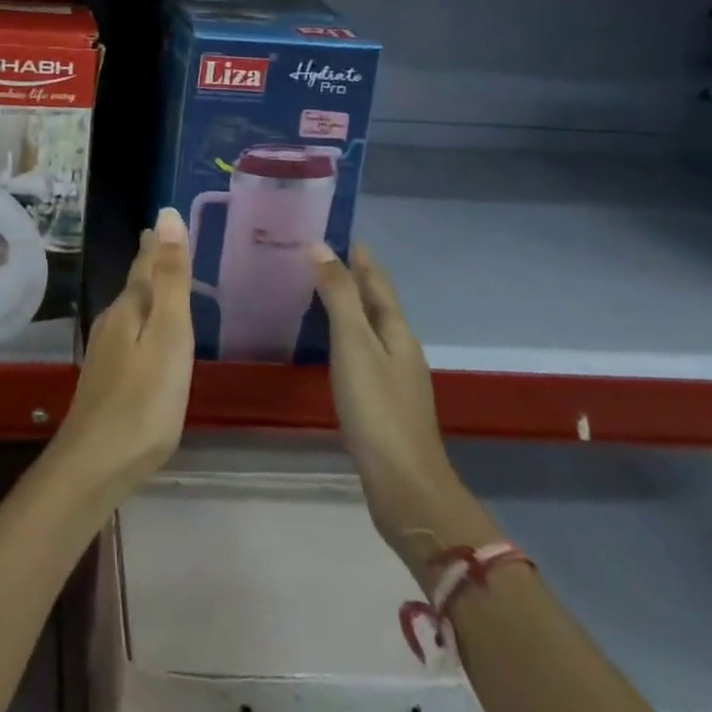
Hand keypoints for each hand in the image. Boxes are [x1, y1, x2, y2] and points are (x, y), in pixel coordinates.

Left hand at [46, 208, 195, 511]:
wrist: (95, 465)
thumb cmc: (144, 401)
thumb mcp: (168, 335)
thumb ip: (170, 279)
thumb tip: (166, 216)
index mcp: (129, 309)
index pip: (144, 265)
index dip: (156, 244)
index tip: (161, 221)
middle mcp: (113, 324)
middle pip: (134, 286)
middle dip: (148, 264)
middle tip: (158, 242)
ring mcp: (106, 354)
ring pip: (129, 311)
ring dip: (143, 292)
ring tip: (156, 281)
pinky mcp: (107, 381)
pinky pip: (128, 336)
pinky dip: (140, 323)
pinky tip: (144, 337)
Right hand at [313, 243, 456, 556]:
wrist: (404, 485)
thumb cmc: (377, 409)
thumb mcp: (353, 345)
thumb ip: (338, 296)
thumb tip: (319, 245)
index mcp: (396, 328)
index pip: (376, 277)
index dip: (356, 252)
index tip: (327, 226)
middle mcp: (399, 345)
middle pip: (373, 299)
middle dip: (346, 273)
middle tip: (306, 253)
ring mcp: (393, 374)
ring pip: (366, 324)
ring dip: (343, 303)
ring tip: (307, 288)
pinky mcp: (381, 399)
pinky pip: (359, 349)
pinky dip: (341, 333)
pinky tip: (322, 341)